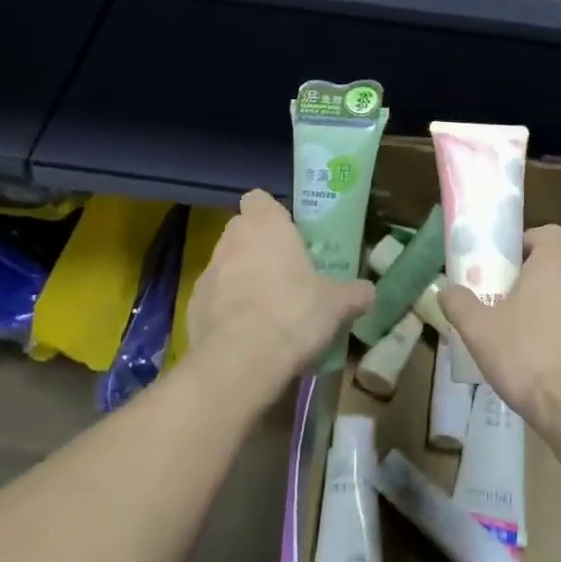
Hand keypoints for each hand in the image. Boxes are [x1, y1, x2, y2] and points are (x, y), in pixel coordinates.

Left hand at [184, 190, 371, 403]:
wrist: (241, 361)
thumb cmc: (294, 313)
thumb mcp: (336, 304)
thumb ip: (352, 293)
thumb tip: (369, 291)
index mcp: (265, 225)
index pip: (259, 199)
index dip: (271, 214)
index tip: (288, 235)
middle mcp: (231, 240)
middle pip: (242, 232)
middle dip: (259, 248)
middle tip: (285, 274)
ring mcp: (207, 274)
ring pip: (226, 267)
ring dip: (241, 280)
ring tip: (266, 311)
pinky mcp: (191, 308)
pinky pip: (213, 301)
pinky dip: (225, 312)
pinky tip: (246, 336)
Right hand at [441, 225, 560, 440]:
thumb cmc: (527, 357)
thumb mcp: (479, 331)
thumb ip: (459, 304)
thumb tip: (446, 290)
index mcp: (556, 263)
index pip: (548, 233)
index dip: (527, 243)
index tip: (507, 265)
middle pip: (560, 264)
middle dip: (537, 277)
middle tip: (510, 300)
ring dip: (556, 306)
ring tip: (530, 335)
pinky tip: (555, 362)